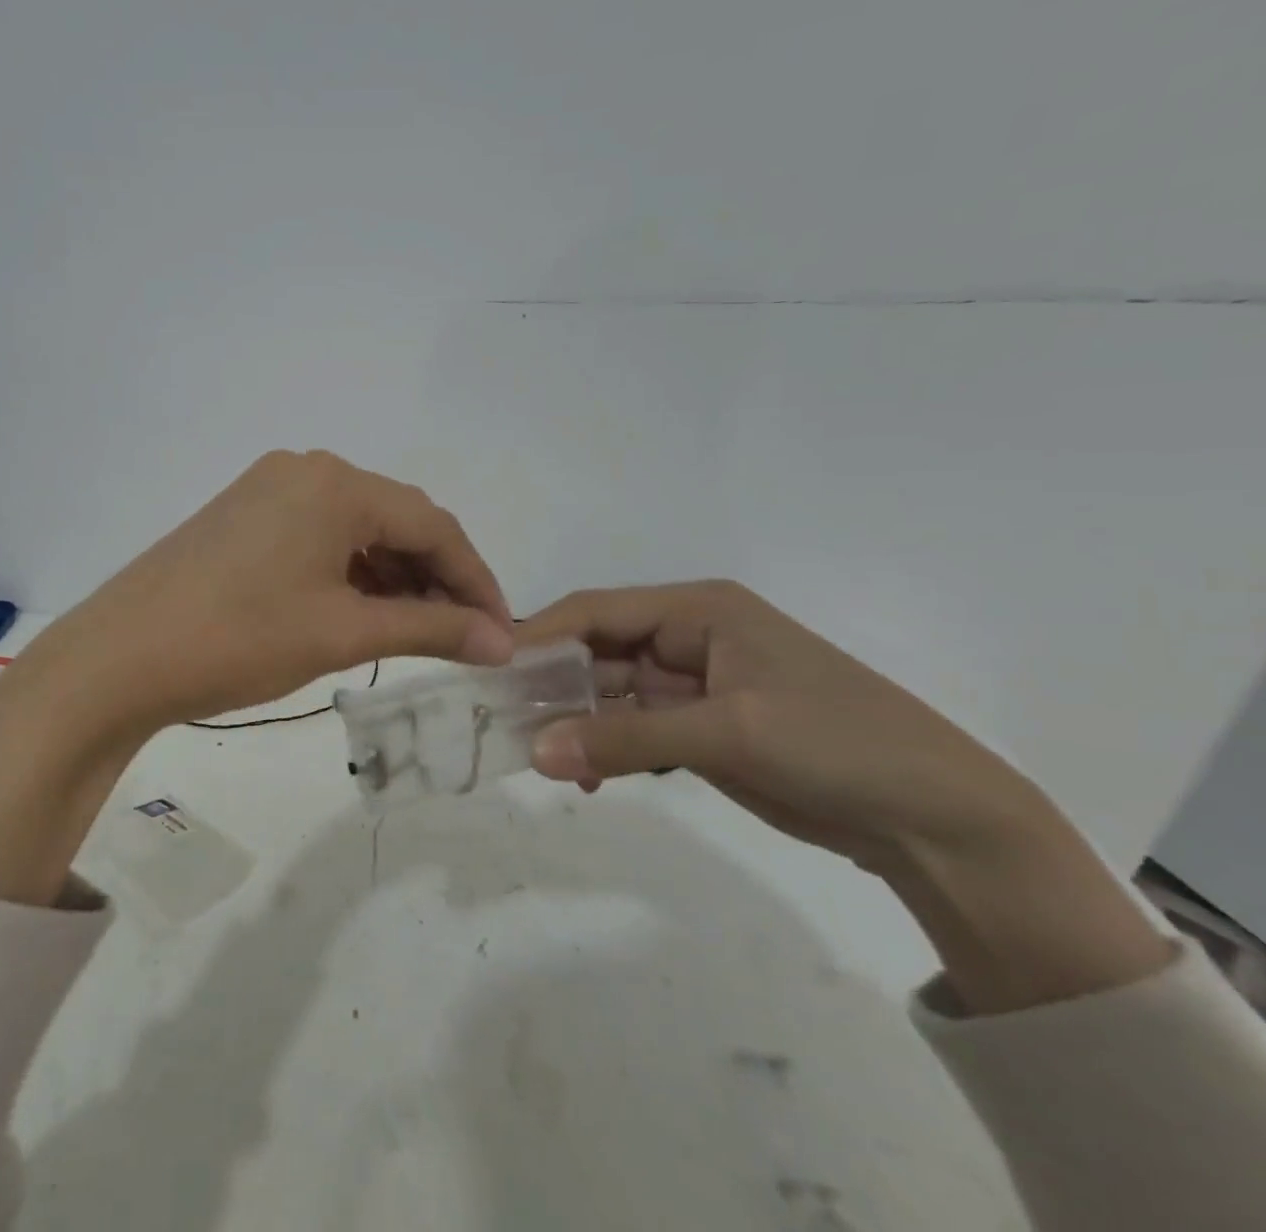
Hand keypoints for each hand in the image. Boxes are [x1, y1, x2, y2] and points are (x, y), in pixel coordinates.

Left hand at [25, 448, 514, 735]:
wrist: (120, 658)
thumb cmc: (240, 640)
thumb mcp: (343, 633)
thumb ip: (431, 629)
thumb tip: (501, 642)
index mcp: (335, 482)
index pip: (433, 524)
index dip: (475, 578)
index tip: (502, 630)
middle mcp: (305, 468)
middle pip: (395, 520)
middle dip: (436, 577)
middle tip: (464, 636)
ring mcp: (269, 488)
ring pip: (356, 529)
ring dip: (394, 576)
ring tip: (419, 631)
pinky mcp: (244, 514)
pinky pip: (319, 535)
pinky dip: (351, 572)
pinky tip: (364, 610)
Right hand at [518, 581, 1033, 875]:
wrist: (939, 819)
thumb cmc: (834, 743)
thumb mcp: (726, 733)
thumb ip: (624, 739)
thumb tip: (533, 752)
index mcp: (698, 610)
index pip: (597, 610)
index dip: (540, 634)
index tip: (490, 666)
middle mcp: (690, 637)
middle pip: (598, 651)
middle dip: (552, 684)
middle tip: (503, 719)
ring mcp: (696, 686)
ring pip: (612, 694)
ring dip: (577, 722)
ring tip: (538, 756)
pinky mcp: (704, 729)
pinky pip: (635, 730)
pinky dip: (607, 748)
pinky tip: (586, 777)